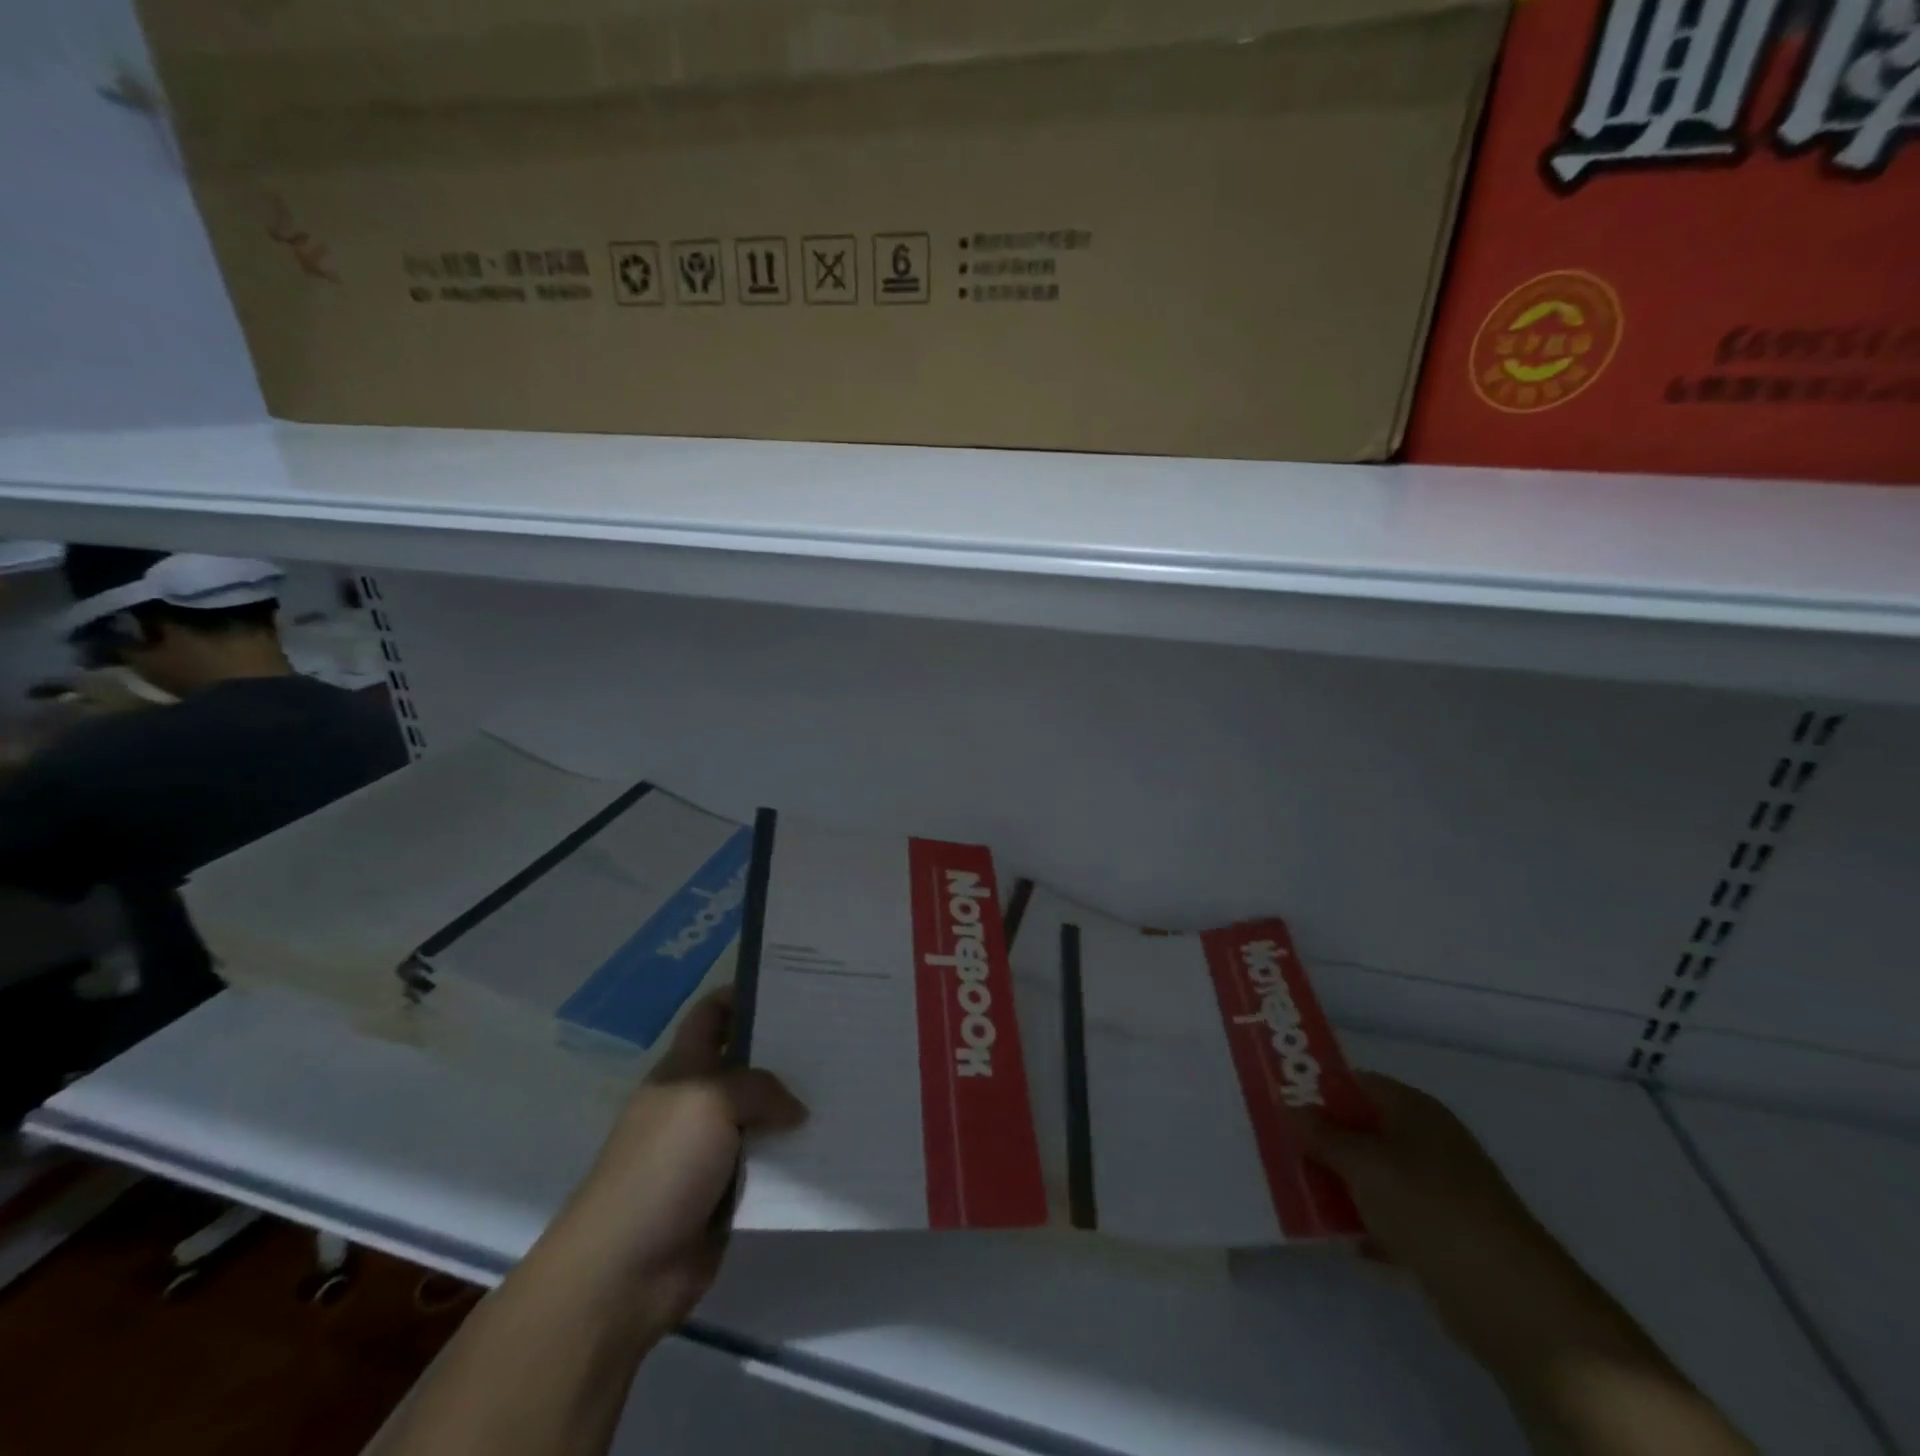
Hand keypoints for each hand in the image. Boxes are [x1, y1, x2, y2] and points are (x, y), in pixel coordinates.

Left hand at [555, 987, 805, 1329]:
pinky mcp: (729, 1191)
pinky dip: (797, 1154)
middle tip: (837, 1033)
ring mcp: (713, 1149)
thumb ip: (759, 1088)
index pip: (712, 1015)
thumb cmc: (660, 1166)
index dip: (744, 995)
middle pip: (746, 1061)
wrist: (623, 1271)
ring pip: (764, 1113)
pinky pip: (771, 1161)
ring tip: (849, 1084)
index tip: (794, 986)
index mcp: (683, 1069)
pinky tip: (834, 1142)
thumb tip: (794, 1109)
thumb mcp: (709, 1102)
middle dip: (786, 1048)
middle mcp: (698, 1101)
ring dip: (797, 1105)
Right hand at [1301, 1074, 1647, 1375]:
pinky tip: (1334, 1239)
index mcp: (1414, 1110)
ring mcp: (1438, 1193)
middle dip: (1320, 1141)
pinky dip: (1364, 1229)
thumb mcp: (1362, 1162)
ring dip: (1338, 1187)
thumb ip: (1321, 1135)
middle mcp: (1427, 1144)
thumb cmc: (1429, 1206)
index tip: (1275, 1099)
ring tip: (1292, 1192)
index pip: (1355, 1083)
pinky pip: (1389, 1223)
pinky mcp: (1442, 1239)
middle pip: (1361, 1131)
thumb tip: (1289, 1107)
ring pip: (1373, 1179)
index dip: (1315, 1088)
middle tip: (1274, 1146)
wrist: (1511, 1299)